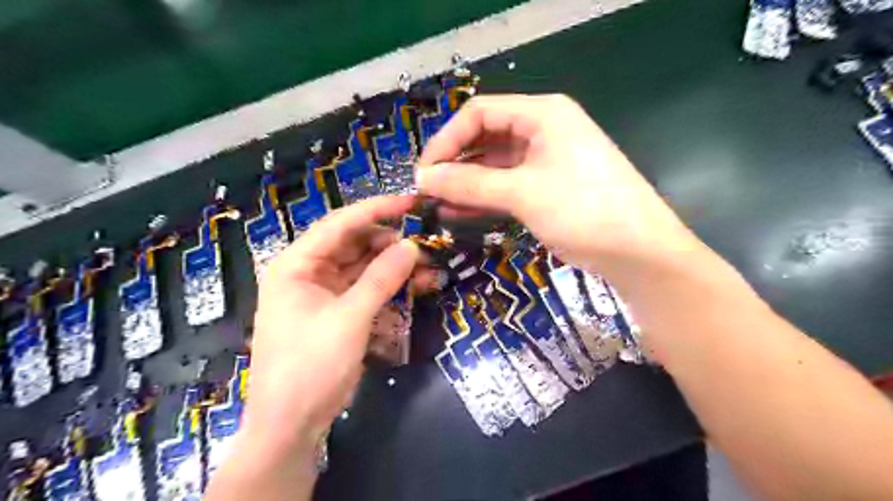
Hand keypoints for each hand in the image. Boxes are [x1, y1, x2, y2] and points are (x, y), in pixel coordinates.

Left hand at [241, 195, 422, 452]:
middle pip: (355, 244)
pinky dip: (391, 288)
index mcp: (297, 264)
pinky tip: (418, 286)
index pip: (340, 224)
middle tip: (427, 242)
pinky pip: (368, 290)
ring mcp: (325, 293)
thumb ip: (381, 279)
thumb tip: (411, 246)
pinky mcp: (339, 312)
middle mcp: (309, 272)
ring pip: (365, 268)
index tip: (411, 202)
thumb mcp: (349, 319)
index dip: (377, 209)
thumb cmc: (310, 367)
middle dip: (391, 243)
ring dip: (396, 267)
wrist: (291, 426)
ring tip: (430, 268)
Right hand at [416, 92, 699, 272]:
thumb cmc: (584, 211)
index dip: (447, 139)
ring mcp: (547, 160)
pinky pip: (508, 185)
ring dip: (467, 183)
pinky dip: (485, 198)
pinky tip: (460, 214)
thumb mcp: (523, 193)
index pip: (480, 113)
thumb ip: (470, 184)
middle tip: (428, 191)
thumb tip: (424, 179)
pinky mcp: (549, 186)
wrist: (640, 253)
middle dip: (455, 163)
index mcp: (543, 113)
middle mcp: (544, 129)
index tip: (424, 172)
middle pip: (486, 137)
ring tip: (438, 206)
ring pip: (495, 165)